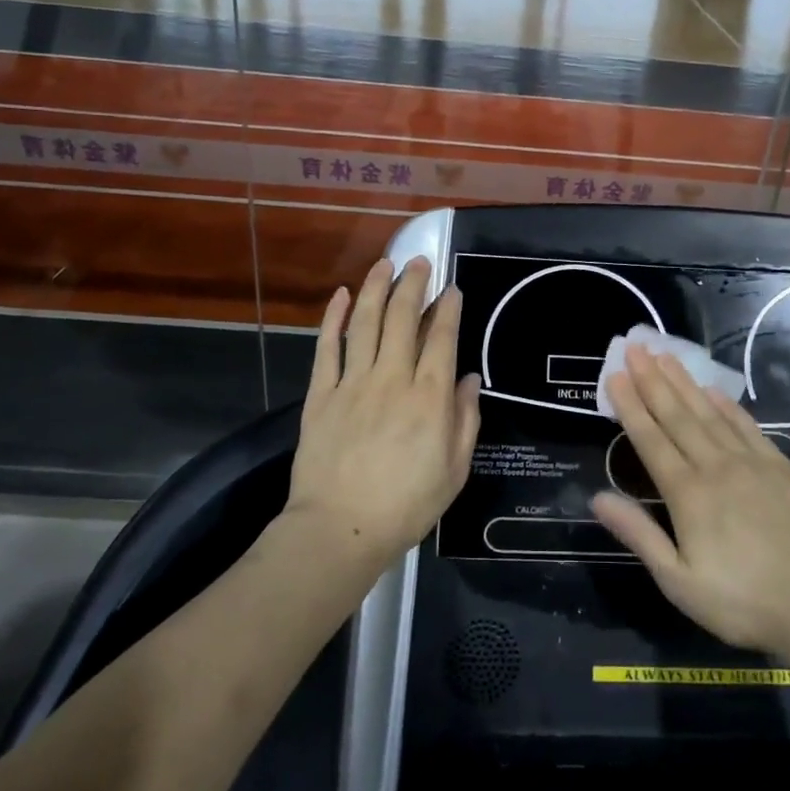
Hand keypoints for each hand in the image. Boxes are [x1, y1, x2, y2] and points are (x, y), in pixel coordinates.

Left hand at [285, 257, 480, 567]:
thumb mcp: (454, 470)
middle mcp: (392, 379)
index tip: (452, 288)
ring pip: (364, 323)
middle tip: (419, 261)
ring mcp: (352, 384)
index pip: (441, 338)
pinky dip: (332, 319)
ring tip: (384, 263)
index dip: (448, 308)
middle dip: (413, 284)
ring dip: (375, 288)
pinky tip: (340, 296)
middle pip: (402, 319)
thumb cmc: (406, 505)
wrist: (339, 529)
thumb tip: (469, 378)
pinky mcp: (321, 395)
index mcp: (429, 398)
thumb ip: (465, 420)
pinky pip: (327, 348)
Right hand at [592, 344, 789, 655]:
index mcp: (687, 494)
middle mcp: (715, 466)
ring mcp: (750, 462)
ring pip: (709, 412)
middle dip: (652, 379)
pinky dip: (726, 404)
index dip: (630, 405)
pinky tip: (712, 390)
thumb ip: (638, 534)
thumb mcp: (678, 580)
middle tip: (635, 347)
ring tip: (665, 355)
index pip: (650, 439)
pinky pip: (746, 425)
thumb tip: (597, 497)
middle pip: (677, 415)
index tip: (615, 375)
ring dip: (684, 382)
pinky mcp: (779, 466)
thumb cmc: (740, 600)